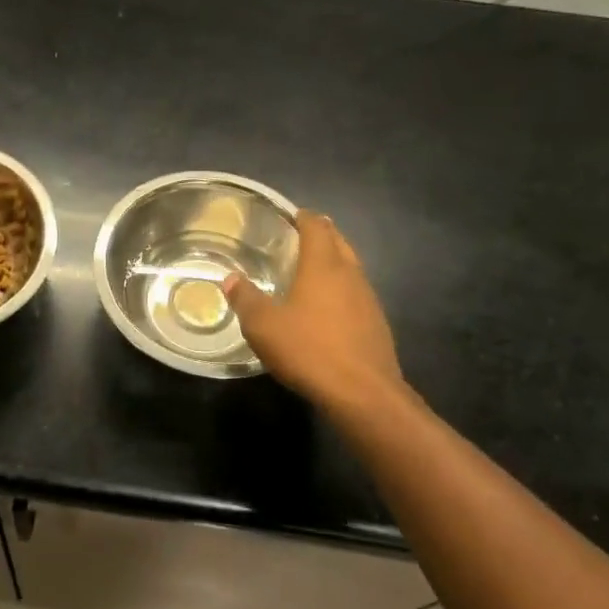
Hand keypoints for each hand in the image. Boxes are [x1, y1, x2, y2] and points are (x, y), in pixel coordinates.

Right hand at [225, 211, 406, 409]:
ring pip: (352, 268)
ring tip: (312, 269)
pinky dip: (342, 289)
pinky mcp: (376, 325)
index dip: (304, 218)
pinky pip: (357, 294)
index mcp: (323, 266)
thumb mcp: (264, 326)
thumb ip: (246, 299)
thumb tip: (231, 279)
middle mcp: (350, 275)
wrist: (363, 393)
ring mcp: (369, 300)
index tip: (292, 215)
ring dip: (334, 262)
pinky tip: (328, 308)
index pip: (317, 227)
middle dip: (322, 234)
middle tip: (299, 237)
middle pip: (339, 242)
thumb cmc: (309, 350)